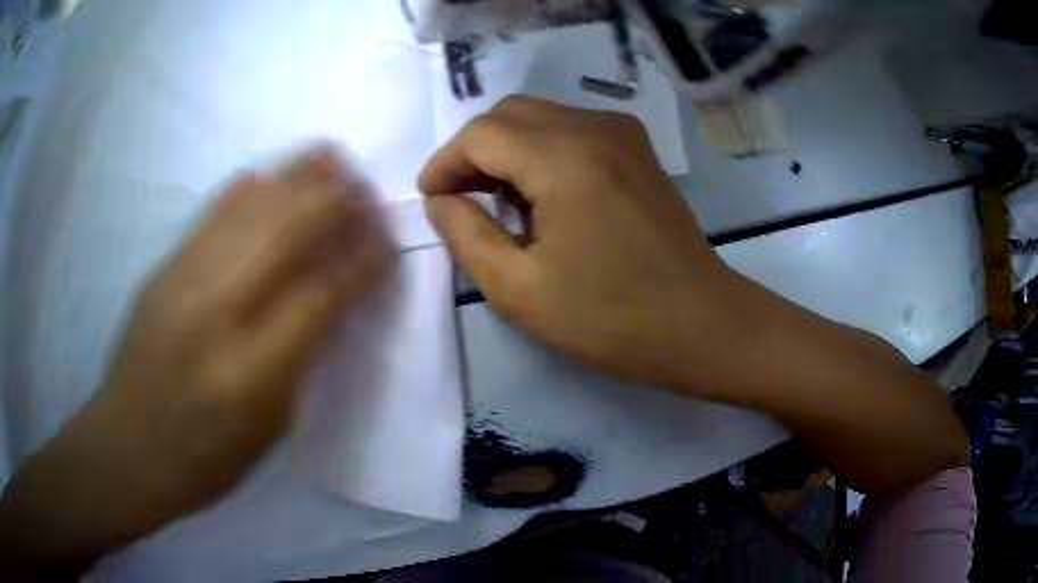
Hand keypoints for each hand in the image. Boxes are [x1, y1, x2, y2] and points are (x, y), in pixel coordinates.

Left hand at [0, 148, 393, 574]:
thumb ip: (302, 355)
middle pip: (286, 233)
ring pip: (250, 209)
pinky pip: (212, 214)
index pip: (320, 295)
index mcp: (251, 372)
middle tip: (366, 188)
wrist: (129, 447)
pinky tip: (271, 175)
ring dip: (297, 178)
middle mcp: (215, 313)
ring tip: (331, 160)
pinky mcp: (162, 268)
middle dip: (336, 202)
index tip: (387, 238)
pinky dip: (249, 188)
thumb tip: (333, 293)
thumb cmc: (207, 458)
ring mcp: (181, 280)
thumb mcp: (270, 428)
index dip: (362, 261)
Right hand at [420, 96, 741, 390]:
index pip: (480, 134)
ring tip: (500, 203)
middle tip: (461, 201)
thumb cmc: (611, 319)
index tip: (432, 201)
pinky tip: (543, 195)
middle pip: (509, 114)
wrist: (701, 324)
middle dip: (473, 152)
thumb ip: (465, 235)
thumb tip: (441, 200)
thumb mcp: (518, 289)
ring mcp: (623, 134)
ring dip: (507, 149)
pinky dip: (541, 150)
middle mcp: (595, 127)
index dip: (445, 164)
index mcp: (564, 158)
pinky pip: (571, 128)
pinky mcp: (638, 149)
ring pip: (540, 116)